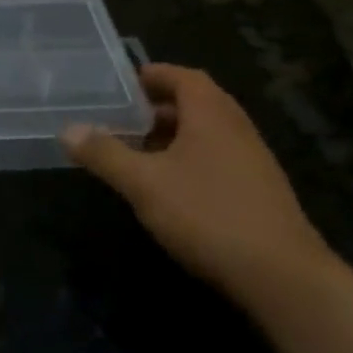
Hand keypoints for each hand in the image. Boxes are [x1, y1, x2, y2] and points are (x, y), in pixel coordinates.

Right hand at [60, 64, 332, 300]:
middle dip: (158, 107)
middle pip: (196, 102)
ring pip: (208, 133)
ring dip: (174, 136)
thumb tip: (68, 130)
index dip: (152, 75)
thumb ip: (105, 154)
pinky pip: (219, 158)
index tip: (122, 85)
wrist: (284, 277)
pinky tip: (171, 188)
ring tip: (140, 152)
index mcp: (211, 113)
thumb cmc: (207, 214)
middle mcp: (236, 127)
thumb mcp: (144, 183)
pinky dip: (191, 159)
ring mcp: (254, 160)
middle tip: (122, 119)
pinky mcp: (261, 191)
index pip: (182, 76)